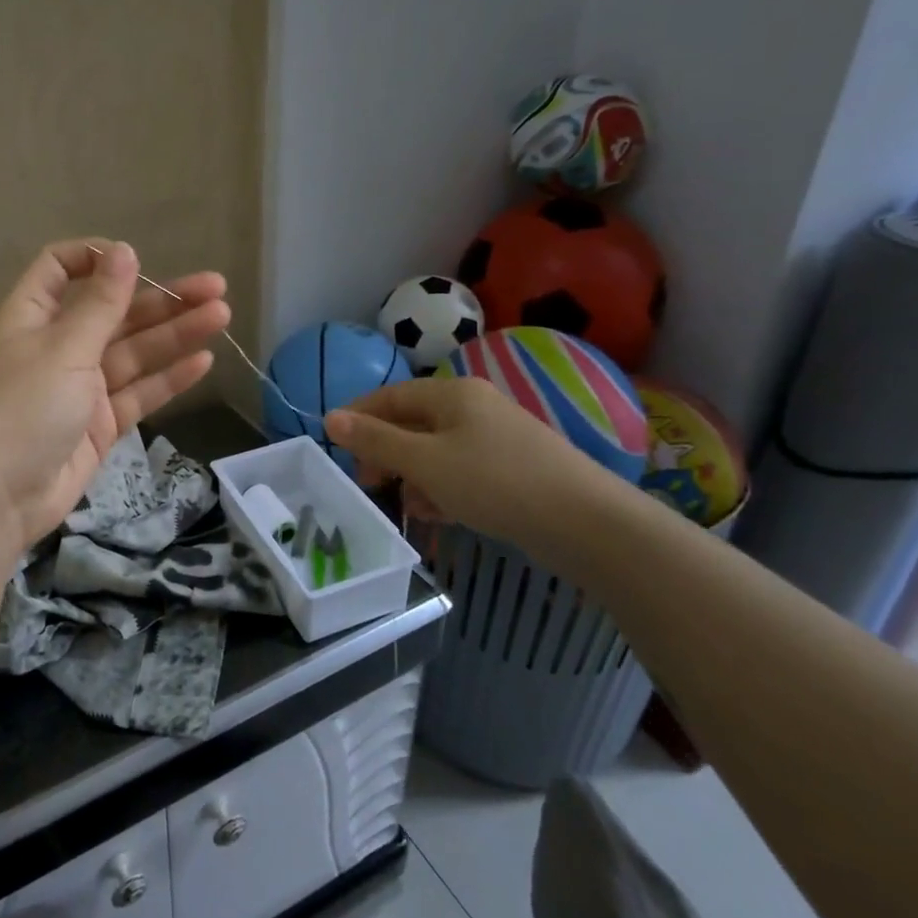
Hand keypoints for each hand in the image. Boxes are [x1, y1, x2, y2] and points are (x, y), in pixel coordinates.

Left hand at [0, 240, 229, 562]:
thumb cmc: (20, 409)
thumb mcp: (62, 349)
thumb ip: (100, 303)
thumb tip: (123, 250)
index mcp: (34, 316)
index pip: (60, 269)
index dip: (96, 258)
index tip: (136, 260)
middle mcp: (57, 347)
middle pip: (113, 312)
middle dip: (162, 299)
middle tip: (215, 288)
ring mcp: (79, 388)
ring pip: (134, 353)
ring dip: (175, 334)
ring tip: (222, 315)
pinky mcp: (98, 426)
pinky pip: (137, 394)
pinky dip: (168, 379)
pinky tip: (203, 361)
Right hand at [324, 376, 628, 552]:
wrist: (587, 523)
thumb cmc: (495, 482)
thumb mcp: (426, 462)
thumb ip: (376, 440)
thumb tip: (330, 418)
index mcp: (452, 394)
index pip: (389, 397)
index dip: (358, 419)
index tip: (336, 449)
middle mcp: (474, 407)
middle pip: (413, 423)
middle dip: (386, 452)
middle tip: (369, 483)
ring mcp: (497, 438)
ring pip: (436, 450)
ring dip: (412, 474)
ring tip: (403, 505)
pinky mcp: (513, 468)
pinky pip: (462, 469)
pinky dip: (442, 486)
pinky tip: (437, 512)